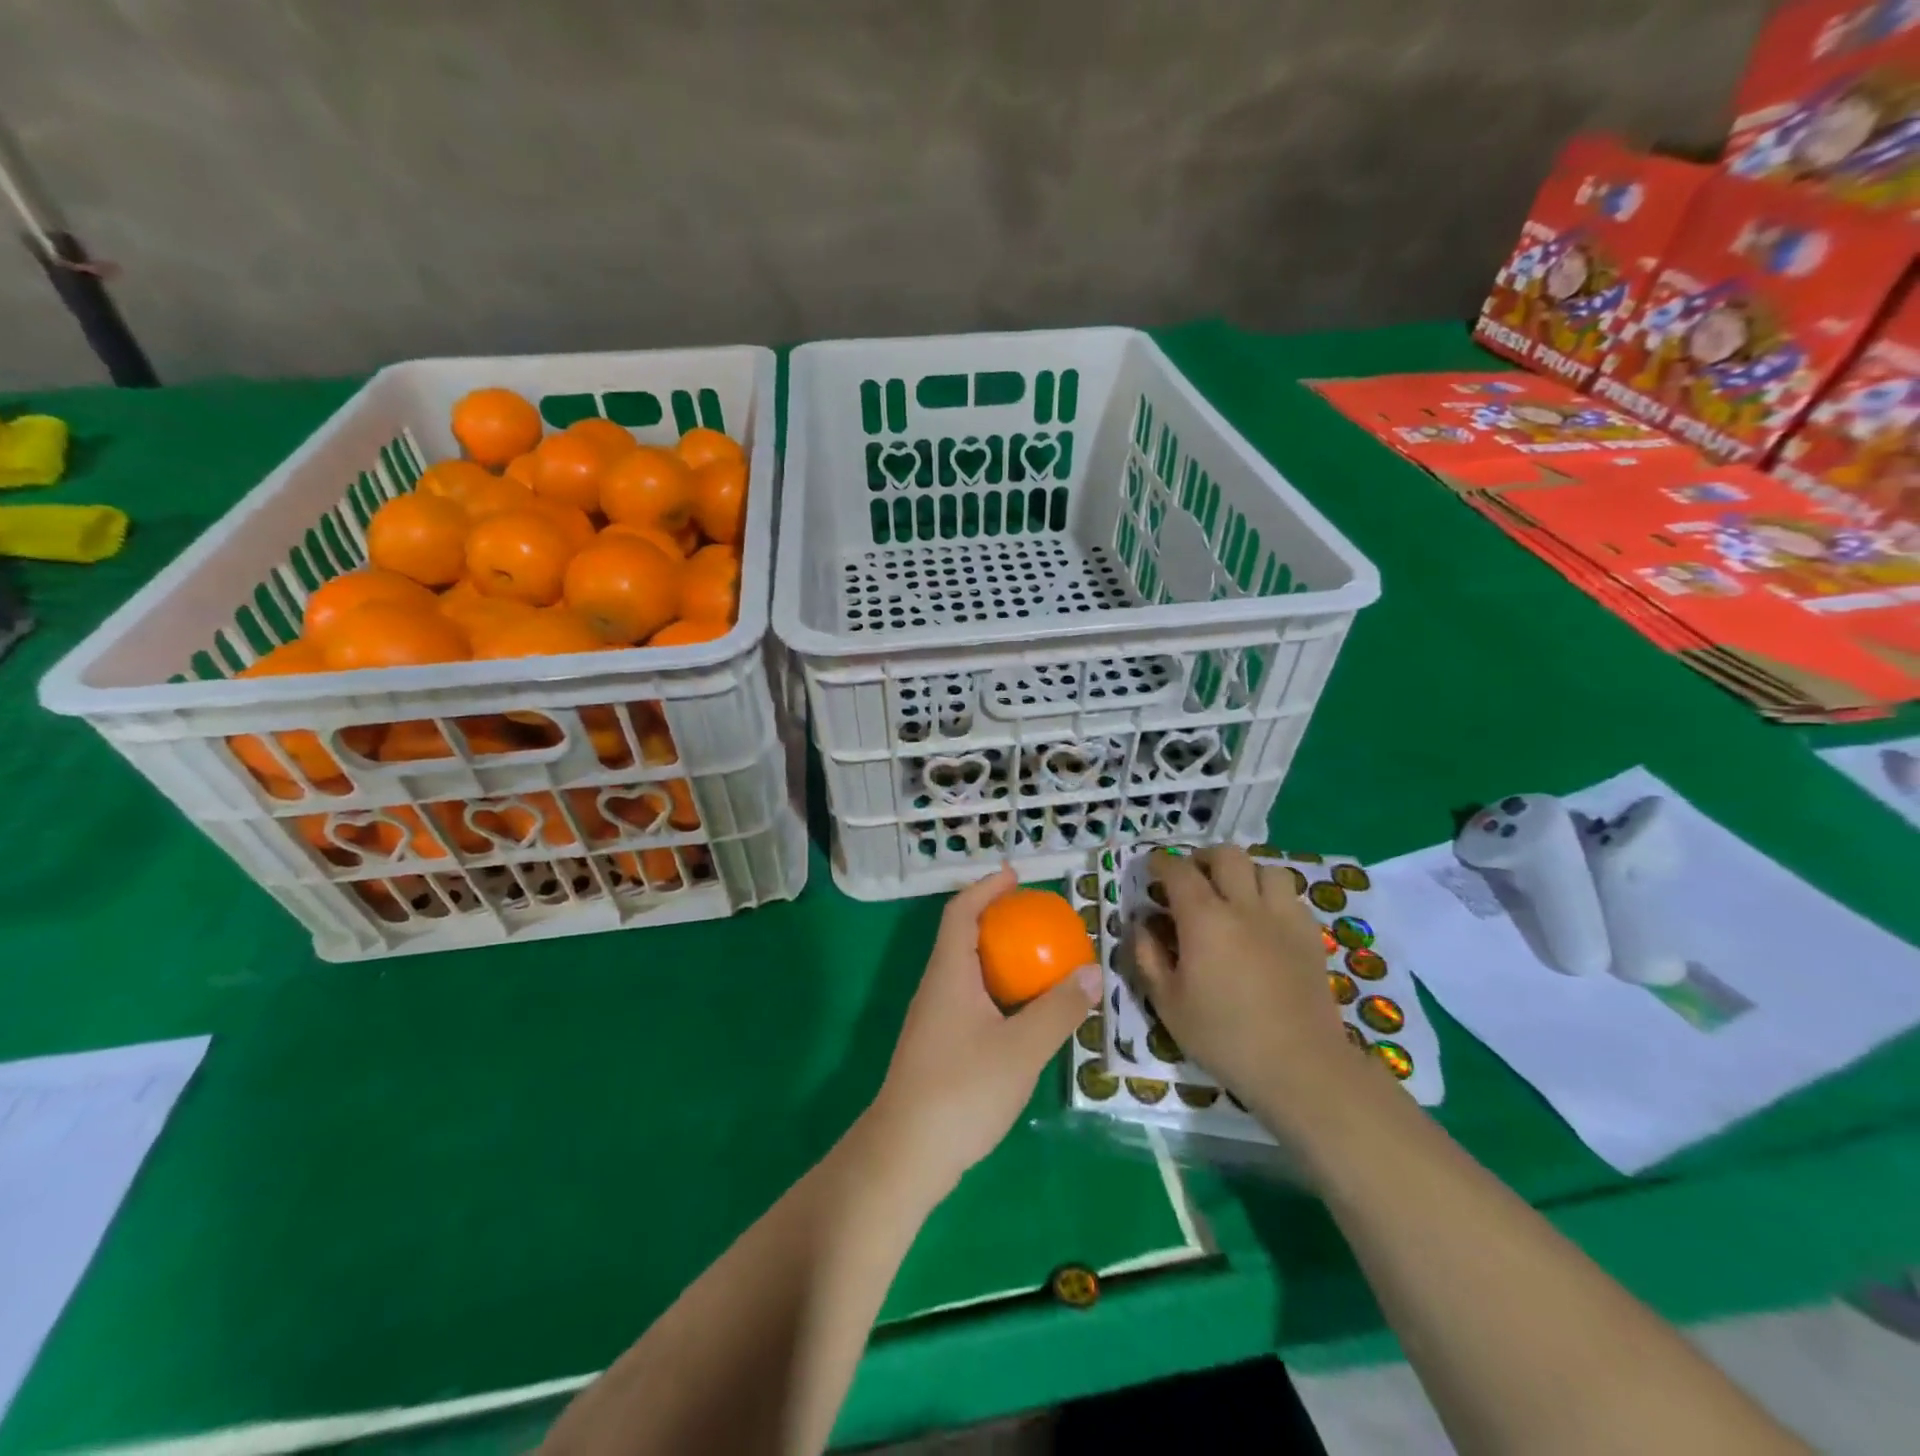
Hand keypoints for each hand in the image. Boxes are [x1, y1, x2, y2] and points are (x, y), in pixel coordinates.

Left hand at [865, 867, 1100, 1201]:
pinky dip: (995, 992)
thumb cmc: (962, 1090)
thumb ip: (1058, 1009)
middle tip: (1035, 919)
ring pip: (966, 972)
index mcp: (949, 974)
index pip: (961, 913)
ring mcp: (933, 1020)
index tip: (1013, 876)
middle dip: (996, 921)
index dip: (985, 889)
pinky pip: (969, 1000)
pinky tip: (1021, 1016)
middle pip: (962, 938)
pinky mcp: (937, 1048)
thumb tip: (1091, 971)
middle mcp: (936, 988)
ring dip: (997, 959)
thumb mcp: (1022, 1048)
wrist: (906, 1154)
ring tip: (1036, 962)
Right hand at [1133, 846, 1379, 1154]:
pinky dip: (1272, 897)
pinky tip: (1263, 921)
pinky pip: (1291, 897)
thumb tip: (1141, 925)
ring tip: (1232, 895)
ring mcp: (1283, 918)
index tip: (1151, 869)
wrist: (1300, 1067)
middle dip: (1203, 858)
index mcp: (1204, 919)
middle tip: (1191, 878)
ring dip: (1243, 874)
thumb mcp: (1167, 1003)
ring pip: (1265, 869)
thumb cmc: (1224, 1037)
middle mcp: (1244, 906)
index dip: (1160, 863)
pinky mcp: (1310, 936)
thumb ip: (1148, 957)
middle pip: (1226, 855)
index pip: (1178, 870)